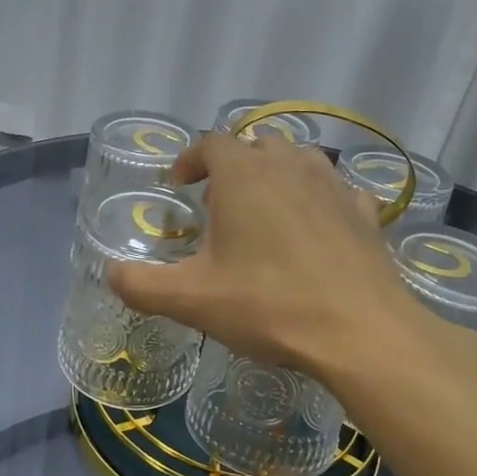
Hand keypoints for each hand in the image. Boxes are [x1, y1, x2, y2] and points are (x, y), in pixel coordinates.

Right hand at [107, 132, 476, 396]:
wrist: (360, 332)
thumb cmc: (268, 305)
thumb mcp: (191, 300)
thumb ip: (141, 285)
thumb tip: (111, 273)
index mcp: (243, 175)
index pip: (210, 143)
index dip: (190, 160)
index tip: (180, 187)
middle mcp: (289, 166)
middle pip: (256, 145)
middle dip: (233, 166)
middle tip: (220, 205)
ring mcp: (334, 185)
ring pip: (299, 160)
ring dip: (276, 176)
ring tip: (266, 213)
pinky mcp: (365, 212)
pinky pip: (337, 189)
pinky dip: (319, 200)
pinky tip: (316, 230)